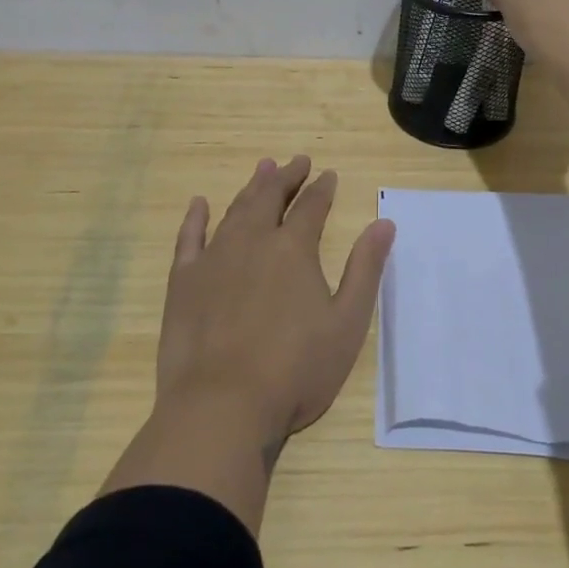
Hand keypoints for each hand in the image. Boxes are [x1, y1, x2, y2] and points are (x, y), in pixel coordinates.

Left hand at [158, 155, 394, 450]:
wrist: (222, 407)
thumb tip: (384, 223)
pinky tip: (199, 204)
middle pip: (271, 197)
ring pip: (235, 210)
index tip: (328, 173)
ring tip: (262, 169)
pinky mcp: (183, 281)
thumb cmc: (295, 370)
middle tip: (296, 160)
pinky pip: (189, 238)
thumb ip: (365, 269)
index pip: (311, 206)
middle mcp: (253, 241)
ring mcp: (214, 258)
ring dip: (251, 187)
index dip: (322, 188)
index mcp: (293, 249)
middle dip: (286, 176)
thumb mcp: (347, 323)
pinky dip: (195, 218)